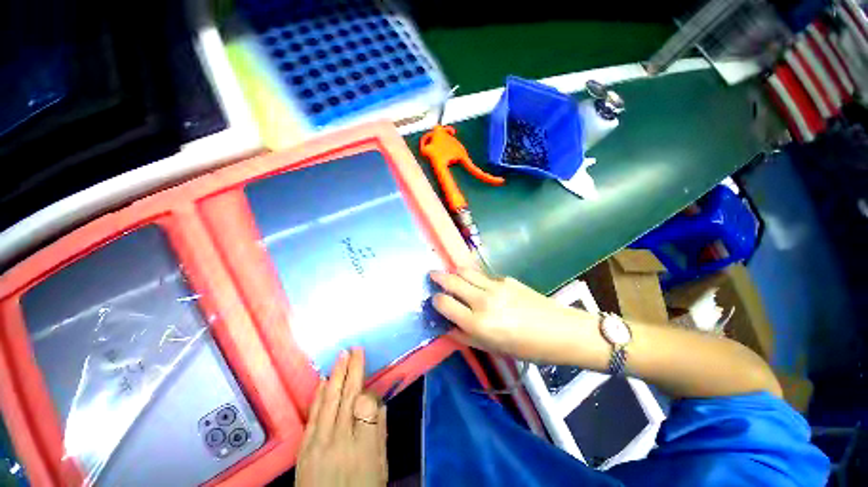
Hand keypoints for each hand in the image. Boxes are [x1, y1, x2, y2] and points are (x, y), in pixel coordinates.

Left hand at [295, 348, 387, 486]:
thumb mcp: (380, 467)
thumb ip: (380, 433)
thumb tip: (379, 403)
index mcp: (364, 447)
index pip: (367, 405)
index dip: (369, 389)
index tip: (370, 380)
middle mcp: (341, 440)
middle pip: (348, 397)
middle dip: (353, 370)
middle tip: (356, 349)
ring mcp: (319, 443)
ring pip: (330, 401)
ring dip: (337, 375)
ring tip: (342, 356)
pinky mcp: (304, 448)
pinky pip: (313, 415)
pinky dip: (319, 395)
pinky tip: (325, 381)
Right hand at [429, 268, 597, 361]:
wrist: (560, 332)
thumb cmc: (526, 348)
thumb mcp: (492, 348)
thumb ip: (465, 336)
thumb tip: (448, 326)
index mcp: (478, 322)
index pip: (444, 303)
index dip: (436, 300)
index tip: (434, 299)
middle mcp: (482, 300)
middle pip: (452, 281)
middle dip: (438, 277)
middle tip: (431, 274)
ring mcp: (495, 286)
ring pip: (466, 271)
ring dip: (454, 272)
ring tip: (450, 274)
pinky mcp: (506, 279)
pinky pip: (484, 276)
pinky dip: (476, 279)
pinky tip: (480, 285)